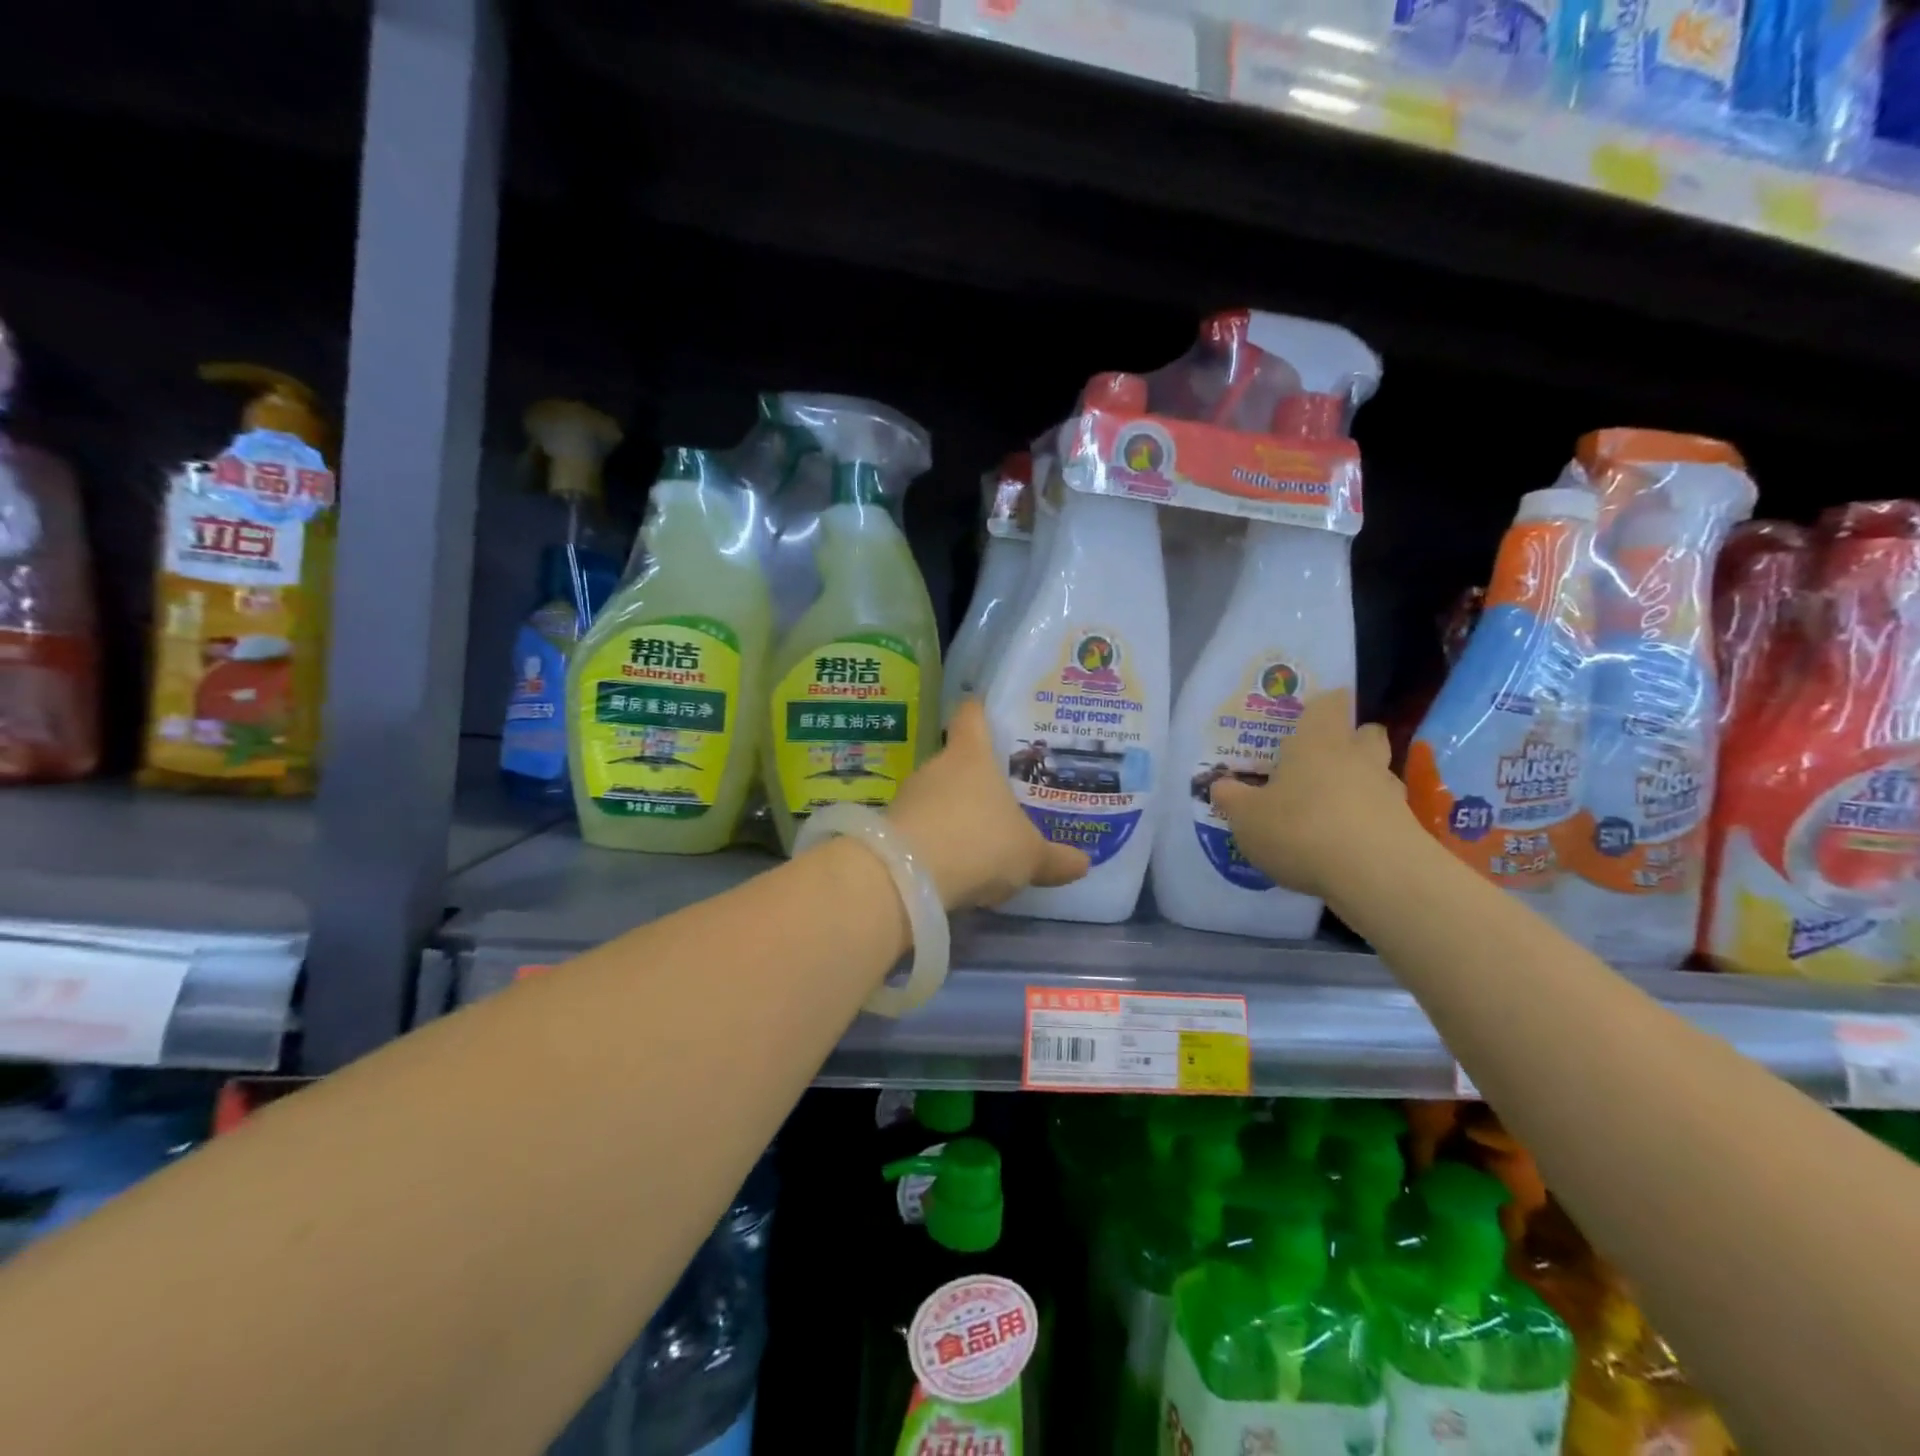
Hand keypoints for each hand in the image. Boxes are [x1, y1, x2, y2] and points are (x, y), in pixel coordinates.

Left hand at [888, 700, 1090, 909]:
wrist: (908, 876)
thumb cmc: (979, 843)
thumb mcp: (1029, 856)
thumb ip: (1055, 859)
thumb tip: (1083, 863)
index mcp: (972, 756)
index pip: (972, 715)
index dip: (981, 712)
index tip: (992, 716)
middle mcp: (936, 767)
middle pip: (956, 761)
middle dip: (976, 780)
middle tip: (1001, 799)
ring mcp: (908, 796)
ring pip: (937, 797)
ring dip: (954, 815)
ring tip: (979, 840)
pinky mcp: (890, 828)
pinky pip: (920, 828)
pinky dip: (936, 843)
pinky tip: (952, 869)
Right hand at [1209, 689, 1416, 902]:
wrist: (1376, 875)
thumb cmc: (1301, 829)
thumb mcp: (1246, 817)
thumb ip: (1231, 798)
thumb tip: (1220, 784)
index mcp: (1318, 742)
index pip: (1329, 704)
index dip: (1322, 706)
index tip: (1309, 717)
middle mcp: (1357, 757)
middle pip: (1366, 733)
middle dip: (1350, 741)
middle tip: (1322, 760)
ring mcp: (1388, 791)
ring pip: (1378, 773)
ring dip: (1361, 784)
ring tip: (1332, 808)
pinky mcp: (1406, 827)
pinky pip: (1385, 813)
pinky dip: (1369, 821)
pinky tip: (1347, 843)